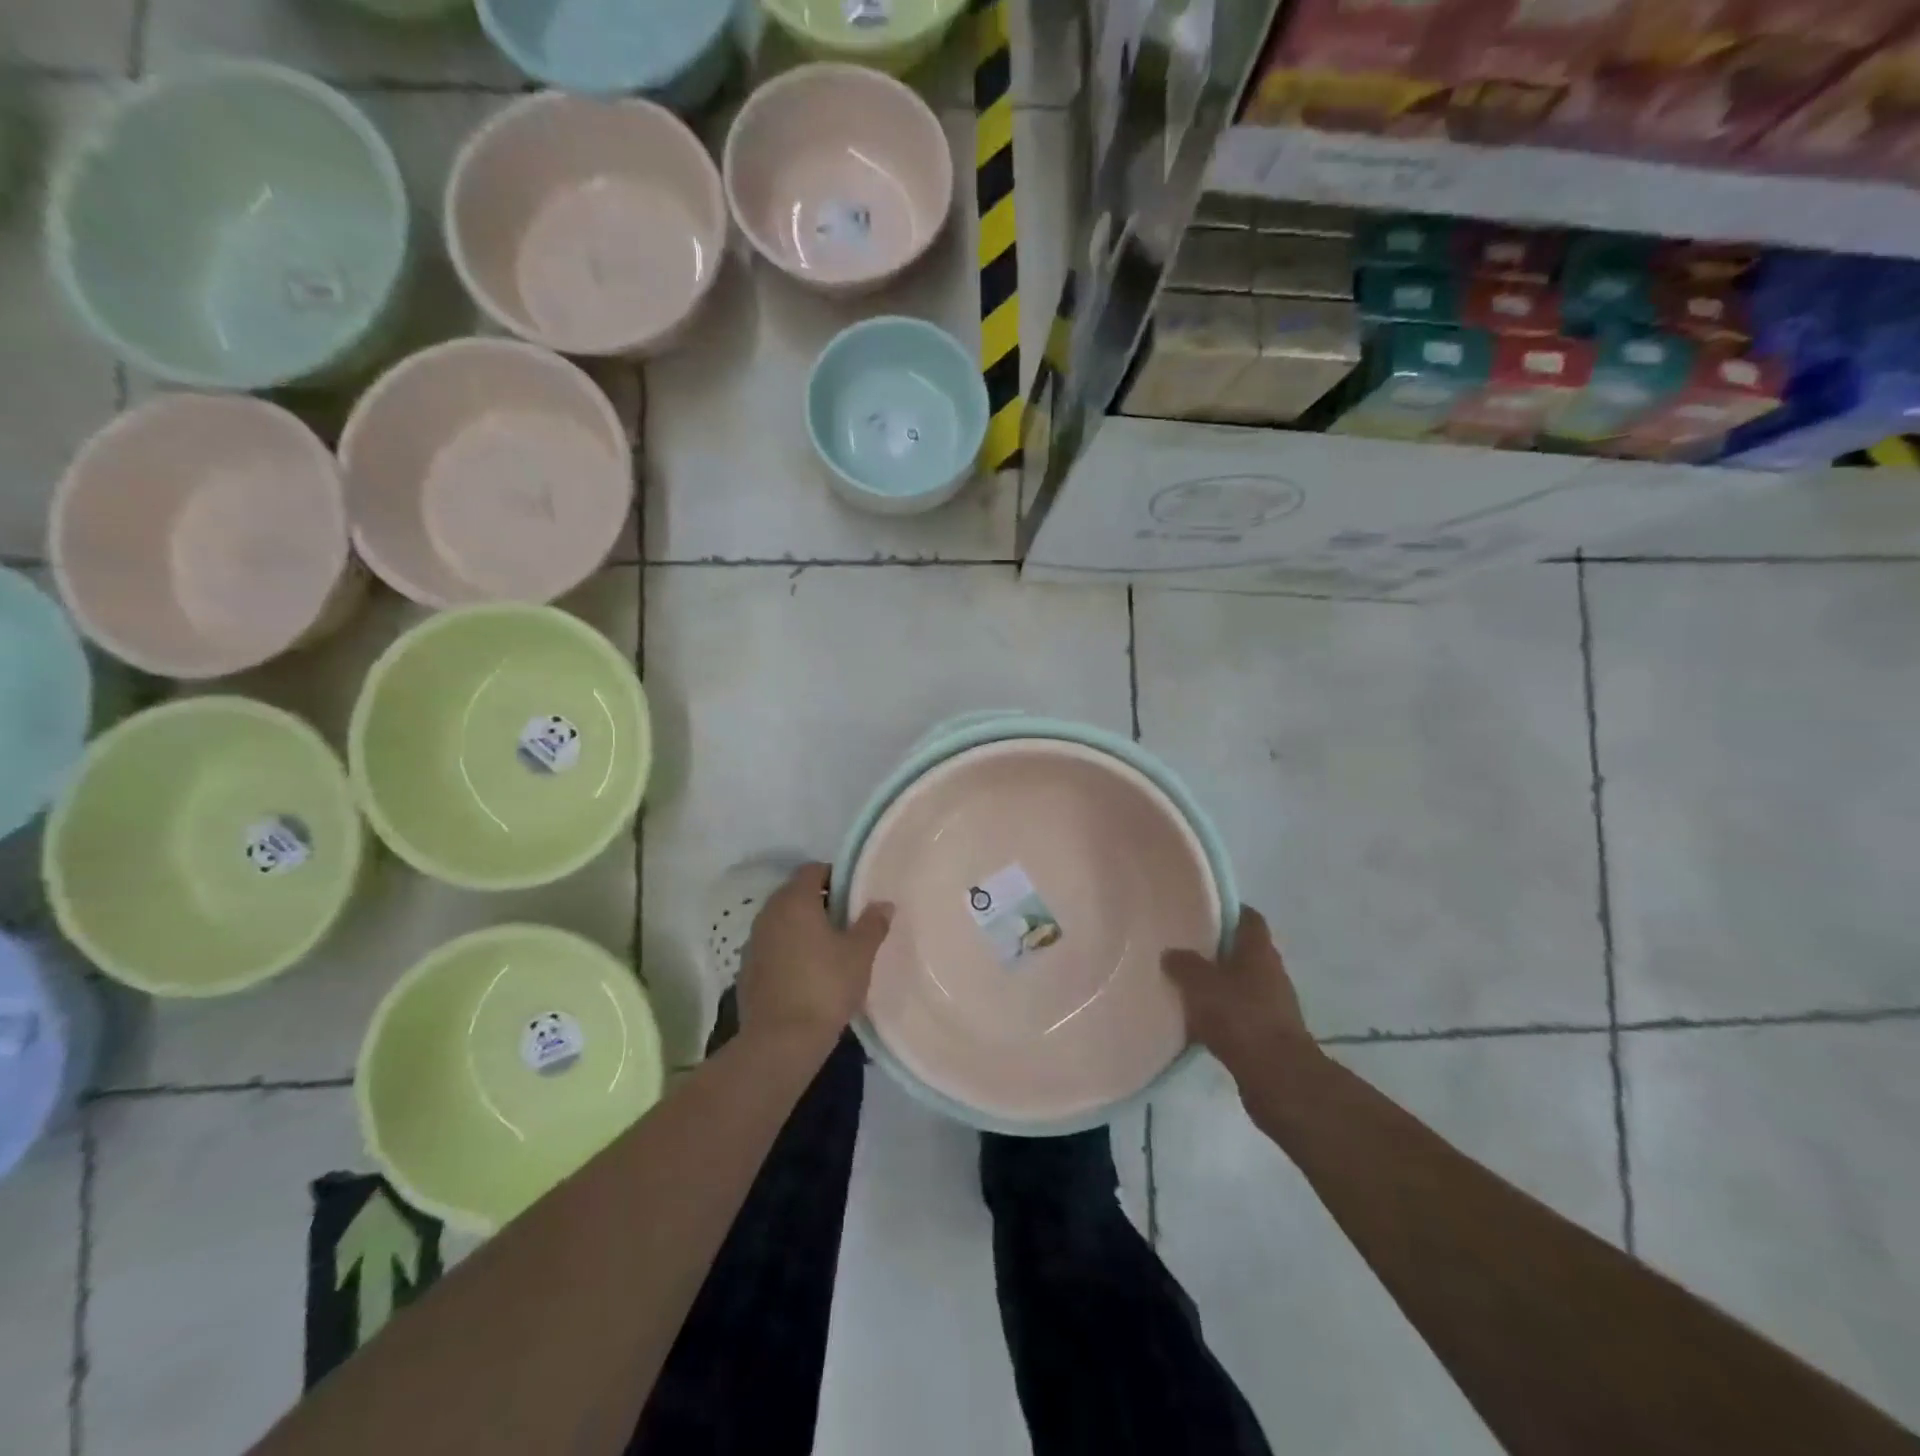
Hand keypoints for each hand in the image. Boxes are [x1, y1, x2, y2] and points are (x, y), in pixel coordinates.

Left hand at [737, 863, 892, 1047]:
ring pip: (782, 921)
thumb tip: (883, 903)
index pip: (812, 870)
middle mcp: (769, 913)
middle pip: (795, 894)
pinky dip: (789, 951)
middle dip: (820, 903)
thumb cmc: (825, 987)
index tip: (854, 896)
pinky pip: (772, 947)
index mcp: (795, 900)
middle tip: (847, 922)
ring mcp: (753, 942)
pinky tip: (807, 974)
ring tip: (829, 949)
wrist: (780, 1042)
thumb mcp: (860, 954)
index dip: (835, 877)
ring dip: (803, 928)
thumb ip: (872, 924)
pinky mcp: (747, 970)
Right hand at [1162, 908, 1313, 1081]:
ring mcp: (1272, 1004)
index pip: (1248, 917)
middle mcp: (1270, 972)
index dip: (1227, 910)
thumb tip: (1171, 953)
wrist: (1277, 1078)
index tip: (1200, 909)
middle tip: (1182, 947)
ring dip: (1216, 984)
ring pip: (1239, 983)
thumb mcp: (1201, 984)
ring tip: (1183, 984)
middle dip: (1214, 949)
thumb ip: (1183, 964)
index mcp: (1259, 950)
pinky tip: (1195, 1020)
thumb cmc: (1240, 1018)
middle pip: (1242, 951)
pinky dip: (1219, 1013)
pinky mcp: (1267, 1033)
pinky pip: (1238, 1014)